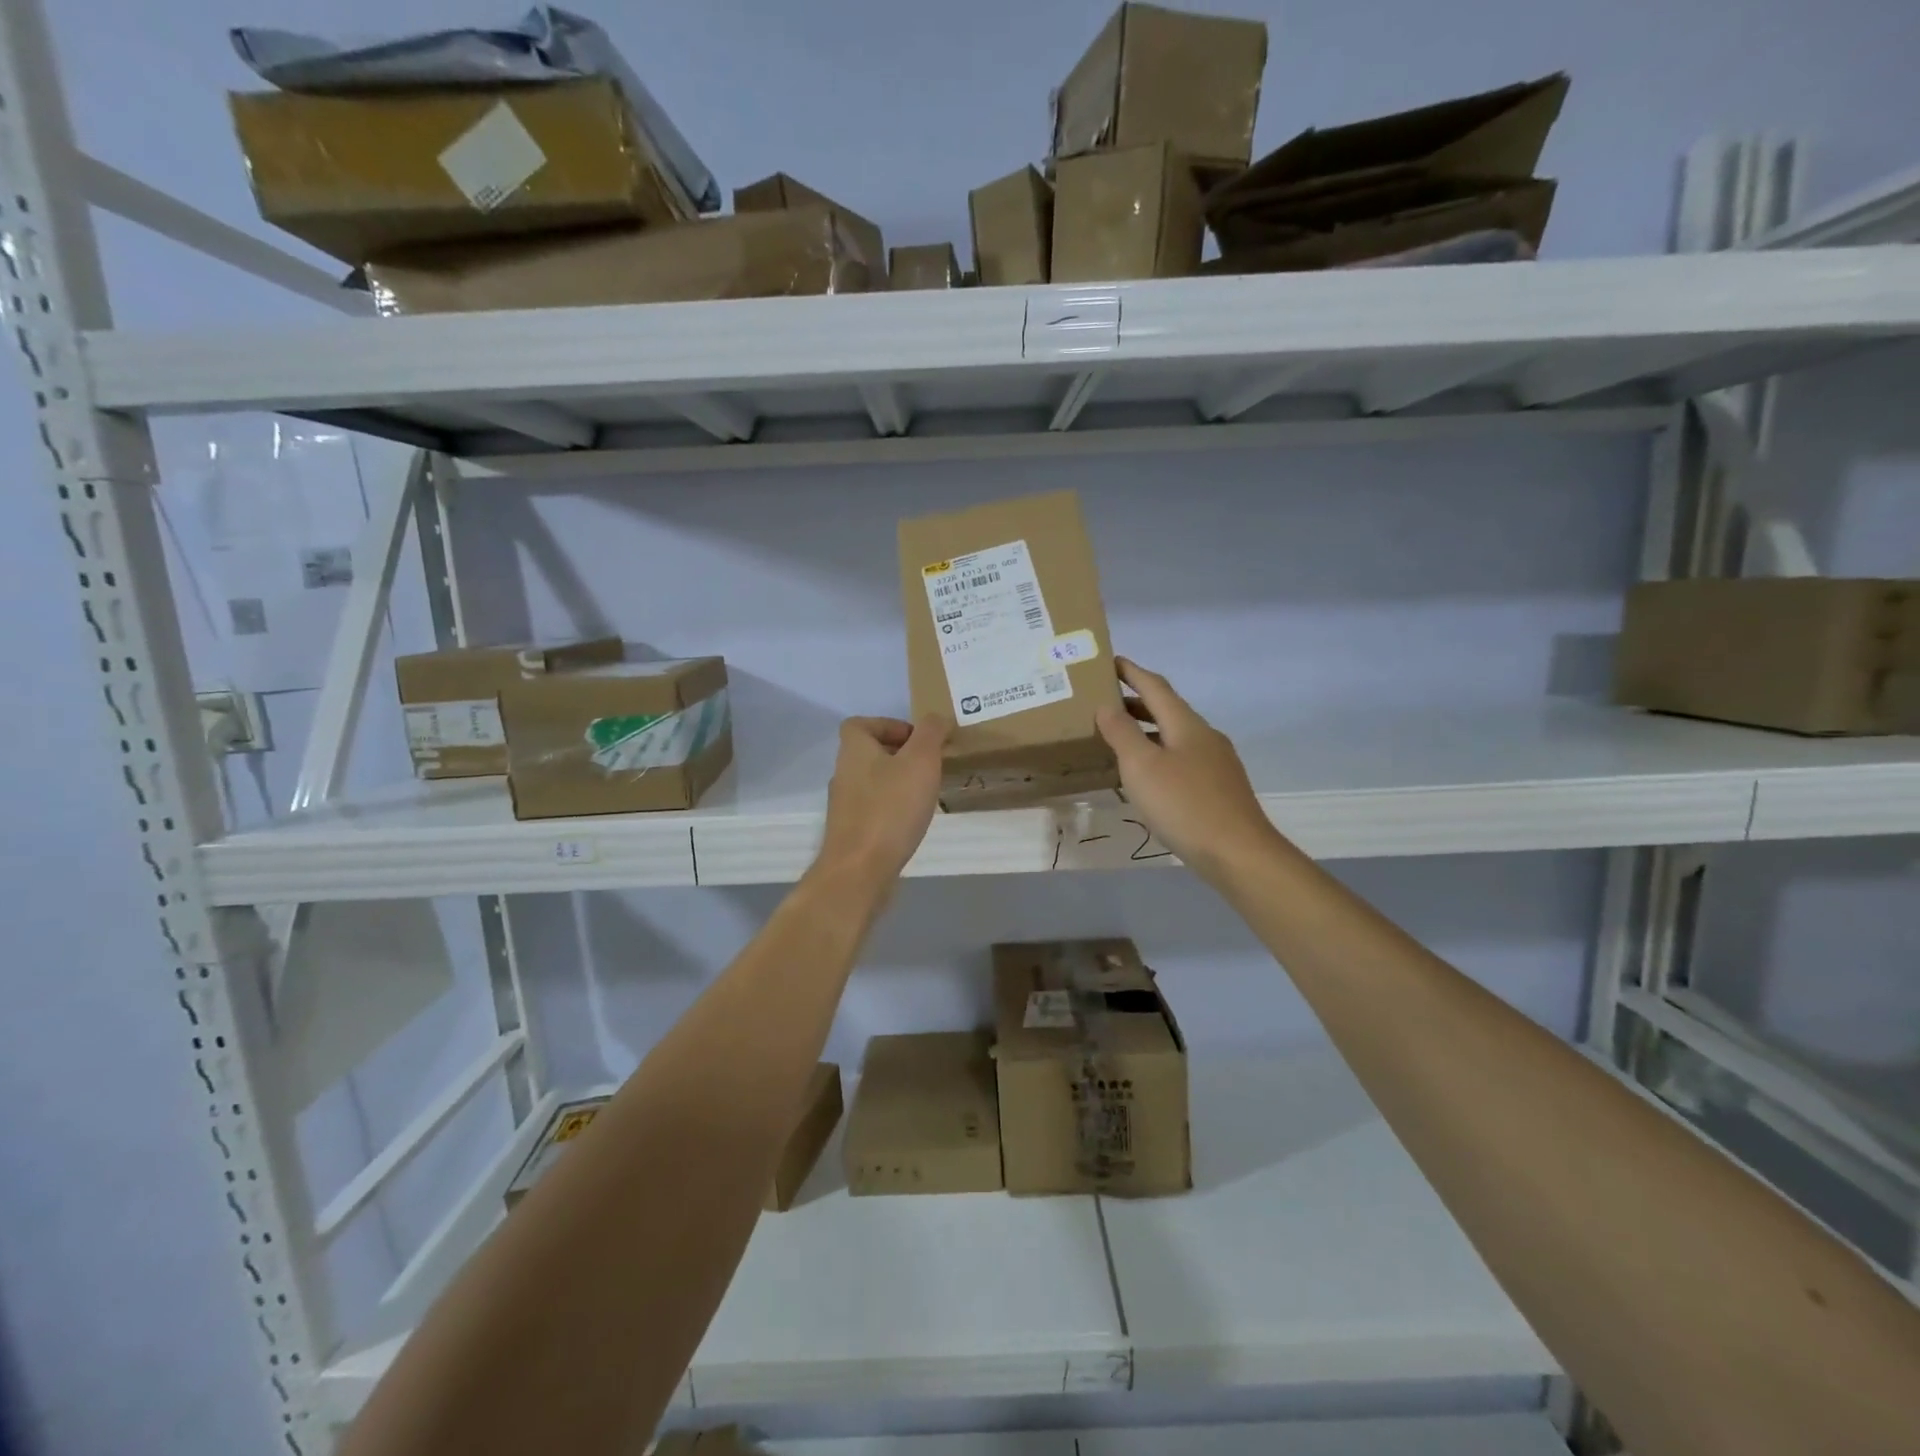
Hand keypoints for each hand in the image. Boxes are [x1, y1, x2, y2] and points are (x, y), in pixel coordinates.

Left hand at [815, 715, 949, 887]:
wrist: (860, 870)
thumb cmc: (891, 808)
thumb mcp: (920, 761)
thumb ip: (930, 733)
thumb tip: (936, 719)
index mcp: (854, 751)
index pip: (860, 724)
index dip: (888, 724)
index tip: (917, 739)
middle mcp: (843, 774)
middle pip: (868, 753)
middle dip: (900, 755)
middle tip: (930, 765)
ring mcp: (845, 806)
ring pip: (873, 782)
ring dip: (899, 782)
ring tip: (927, 793)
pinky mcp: (852, 833)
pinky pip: (875, 810)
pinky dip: (894, 809)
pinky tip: (913, 822)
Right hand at [1094, 658, 1277, 881]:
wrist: (1239, 853)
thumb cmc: (1184, 805)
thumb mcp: (1142, 767)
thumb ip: (1122, 733)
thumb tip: (1106, 706)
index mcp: (1186, 724)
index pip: (1155, 686)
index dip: (1132, 672)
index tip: (1110, 661)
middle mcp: (1205, 736)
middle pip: (1167, 710)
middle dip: (1136, 703)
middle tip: (1104, 703)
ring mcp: (1216, 763)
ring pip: (1175, 737)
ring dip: (1147, 732)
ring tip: (1119, 740)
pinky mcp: (1219, 788)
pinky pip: (1182, 759)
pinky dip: (1159, 755)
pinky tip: (1147, 777)